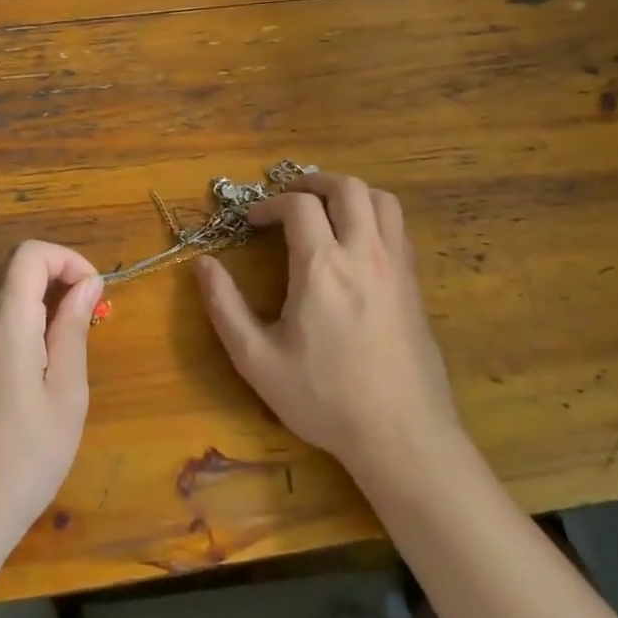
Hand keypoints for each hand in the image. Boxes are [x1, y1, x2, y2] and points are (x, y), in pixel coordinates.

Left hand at [0, 241, 102, 547]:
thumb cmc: (28, 455)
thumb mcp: (67, 393)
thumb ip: (73, 328)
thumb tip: (88, 284)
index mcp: (3, 321)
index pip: (31, 254)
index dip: (67, 260)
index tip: (92, 291)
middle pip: (9, 261)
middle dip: (50, 270)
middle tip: (78, 308)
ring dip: (22, 284)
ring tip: (49, 321)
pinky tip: (16, 339)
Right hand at [193, 173, 461, 478]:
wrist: (402, 435)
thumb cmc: (324, 398)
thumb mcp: (257, 360)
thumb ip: (225, 307)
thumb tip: (202, 264)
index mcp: (322, 266)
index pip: (299, 205)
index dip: (270, 203)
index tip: (252, 221)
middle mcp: (364, 253)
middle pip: (347, 187)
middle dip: (313, 182)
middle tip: (289, 199)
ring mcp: (396, 266)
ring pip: (381, 199)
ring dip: (349, 193)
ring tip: (326, 210)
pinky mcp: (415, 283)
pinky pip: (398, 227)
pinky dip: (374, 215)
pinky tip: (357, 243)